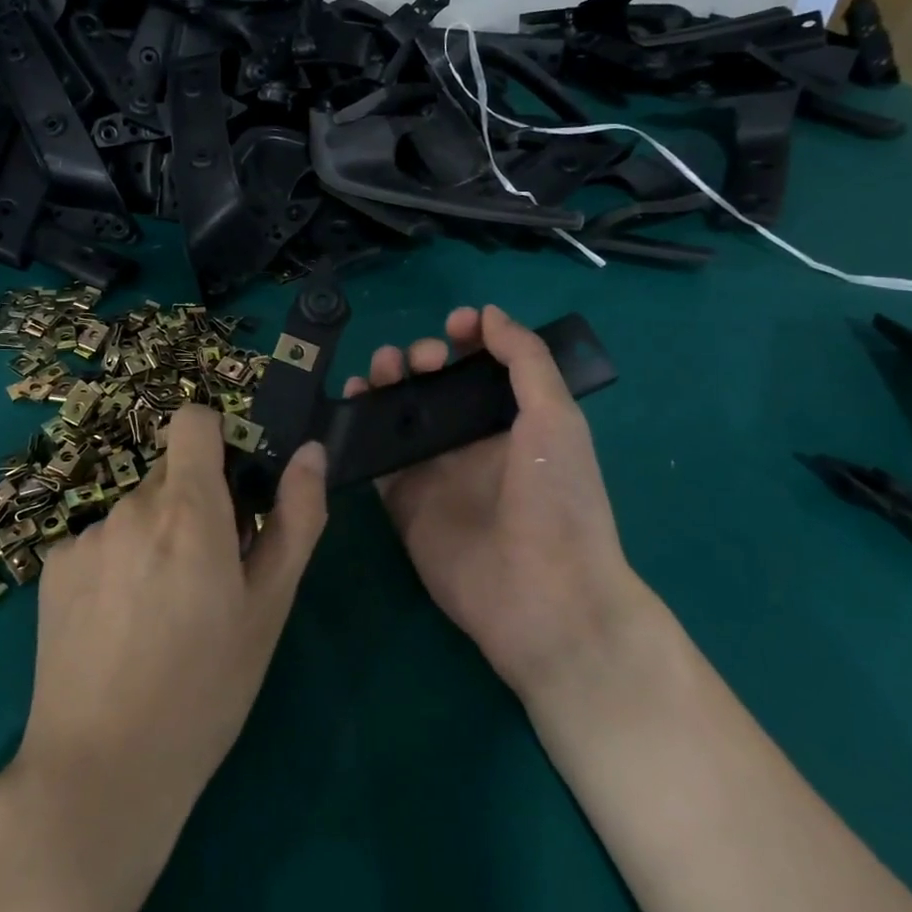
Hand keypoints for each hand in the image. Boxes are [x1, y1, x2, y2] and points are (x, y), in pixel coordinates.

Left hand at [14, 406, 328, 826]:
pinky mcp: (53, 568)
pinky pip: (98, 542)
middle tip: (207, 574)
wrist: (102, 771)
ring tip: (161, 612)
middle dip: (193, 505)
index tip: (233, 487)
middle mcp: (131, 507)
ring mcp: (85, 536)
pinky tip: (118, 626)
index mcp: (188, 508)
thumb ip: (295, 518)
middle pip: (170, 475)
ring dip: (154, 538)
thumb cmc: (206, 689)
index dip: (217, 440)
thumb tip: (311, 453)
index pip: (193, 421)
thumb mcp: (268, 607)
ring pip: (135, 512)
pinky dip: (115, 564)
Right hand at [343, 304, 641, 697]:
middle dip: (421, 357)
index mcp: (513, 420)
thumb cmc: (559, 500)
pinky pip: (375, 454)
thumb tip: (489, 314)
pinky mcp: (402, 498)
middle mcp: (470, 440)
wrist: (544, 597)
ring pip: (400, 412)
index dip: (467, 339)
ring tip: (381, 370)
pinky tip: (353, 401)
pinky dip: (359, 424)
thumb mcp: (557, 418)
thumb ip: (525, 360)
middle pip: (434, 385)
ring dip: (386, 381)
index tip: (455, 324)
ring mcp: (434, 470)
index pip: (482, 367)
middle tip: (420, 360)